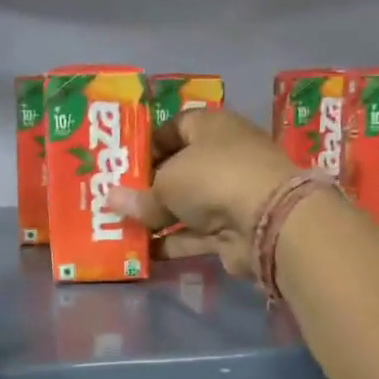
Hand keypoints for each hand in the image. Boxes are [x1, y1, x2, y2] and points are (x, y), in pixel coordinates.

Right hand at [111, 109, 299, 277]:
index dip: (149, 143)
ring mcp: (231, 194)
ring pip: (187, 205)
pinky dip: (172, 241)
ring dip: (158, 217)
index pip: (176, 126)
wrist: (267, 220)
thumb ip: (139, 196)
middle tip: (117, 198)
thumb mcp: (166, 183)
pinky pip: (195, 234)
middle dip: (149, 184)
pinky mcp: (233, 229)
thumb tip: (110, 200)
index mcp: (212, 127)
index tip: (123, 162)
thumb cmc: (212, 178)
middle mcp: (225, 156)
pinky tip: (143, 251)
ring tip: (121, 226)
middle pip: (180, 168)